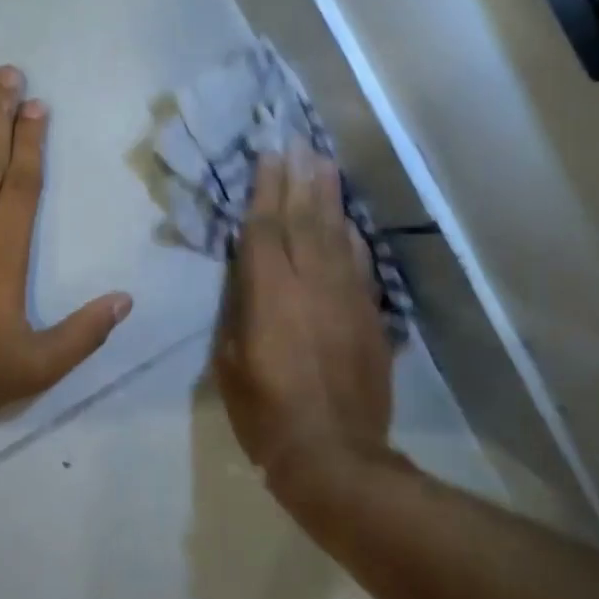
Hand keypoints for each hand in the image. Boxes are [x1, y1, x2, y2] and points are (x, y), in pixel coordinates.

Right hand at [214, 143, 394, 486]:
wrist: (334, 455)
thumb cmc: (266, 415)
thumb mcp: (229, 365)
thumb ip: (238, 314)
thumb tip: (247, 281)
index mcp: (269, 295)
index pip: (265, 229)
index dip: (265, 190)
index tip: (268, 155)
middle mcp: (310, 284)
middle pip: (304, 219)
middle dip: (300, 178)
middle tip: (299, 142)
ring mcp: (346, 297)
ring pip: (336, 234)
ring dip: (329, 196)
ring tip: (324, 163)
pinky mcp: (369, 316)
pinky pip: (359, 264)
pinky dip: (352, 237)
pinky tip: (347, 220)